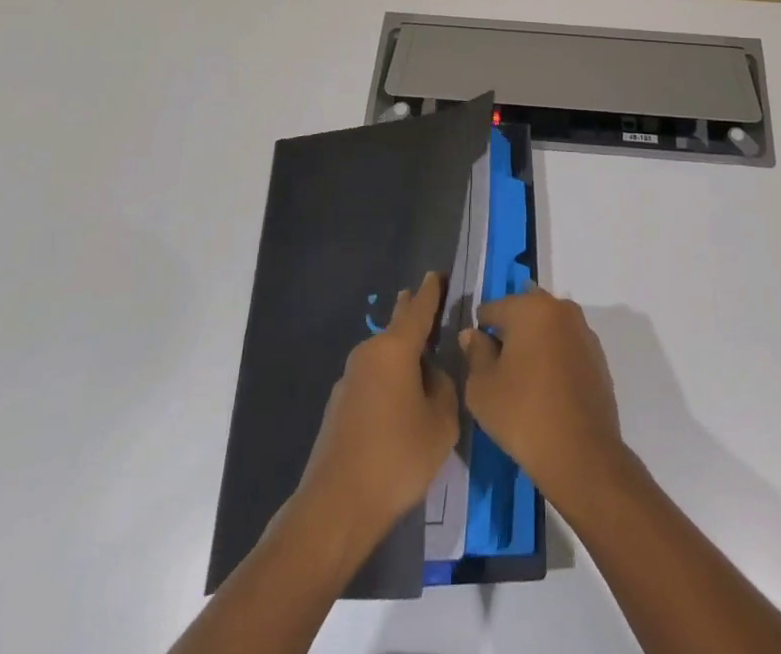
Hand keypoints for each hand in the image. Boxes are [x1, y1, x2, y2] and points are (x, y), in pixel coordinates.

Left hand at [293, 270, 458, 549]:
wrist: (336, 506)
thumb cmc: (397, 458)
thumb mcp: (441, 423)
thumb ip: (444, 388)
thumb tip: (431, 374)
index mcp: (395, 349)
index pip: (418, 309)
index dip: (431, 291)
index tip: (436, 273)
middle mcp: (369, 354)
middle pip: (396, 326)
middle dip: (411, 313)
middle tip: (424, 301)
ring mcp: (349, 379)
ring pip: (384, 356)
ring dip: (401, 355)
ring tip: (422, 363)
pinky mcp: (339, 406)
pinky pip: (373, 380)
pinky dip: (389, 380)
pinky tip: (399, 404)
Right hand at [461, 287, 628, 507]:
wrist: (582, 454)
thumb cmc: (522, 414)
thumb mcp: (482, 387)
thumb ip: (475, 353)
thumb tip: (473, 334)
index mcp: (530, 307)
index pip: (493, 308)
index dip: (480, 331)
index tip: (476, 356)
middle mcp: (560, 309)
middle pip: (524, 311)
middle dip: (510, 331)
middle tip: (499, 366)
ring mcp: (583, 331)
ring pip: (548, 327)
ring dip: (534, 342)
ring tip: (523, 378)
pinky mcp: (598, 357)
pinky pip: (567, 347)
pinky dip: (555, 357)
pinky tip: (547, 388)